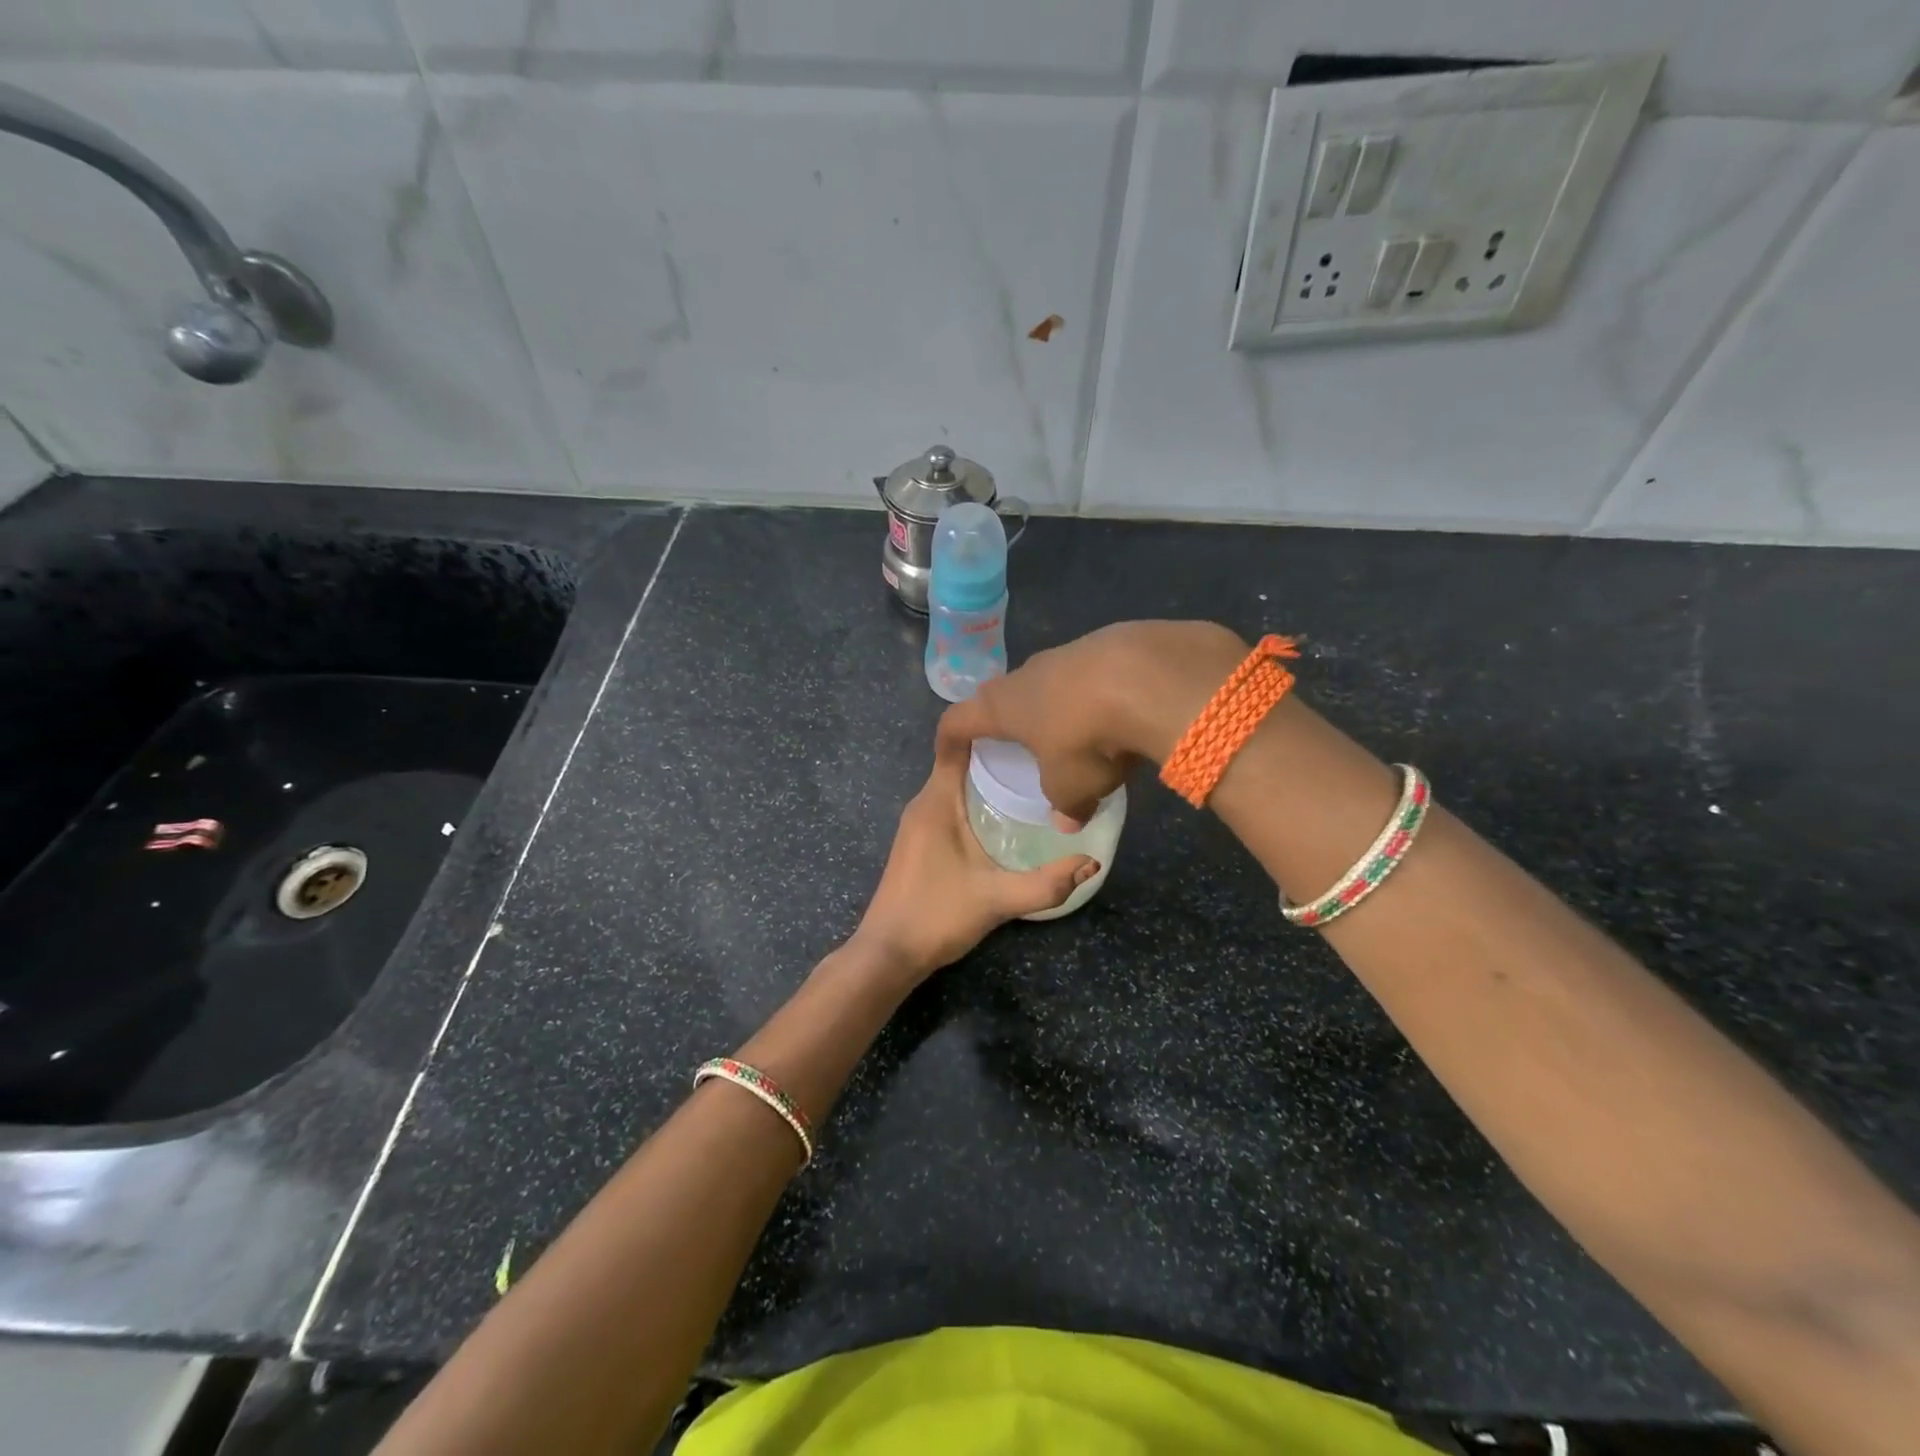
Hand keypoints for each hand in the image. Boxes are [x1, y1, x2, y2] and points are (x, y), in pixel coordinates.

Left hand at [850, 740, 1099, 986]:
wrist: (888, 954)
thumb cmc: (936, 916)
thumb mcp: (997, 899)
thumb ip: (1046, 883)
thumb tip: (1092, 862)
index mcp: (936, 801)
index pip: (954, 743)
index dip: (985, 723)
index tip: (1024, 716)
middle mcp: (923, 803)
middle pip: (960, 760)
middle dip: (998, 751)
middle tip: (1044, 749)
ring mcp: (918, 822)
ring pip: (956, 783)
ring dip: (988, 777)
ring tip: (1033, 776)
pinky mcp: (920, 840)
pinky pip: (951, 803)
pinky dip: (977, 798)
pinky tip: (1006, 814)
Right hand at [937, 621, 1246, 824]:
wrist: (1147, 675)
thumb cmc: (1086, 737)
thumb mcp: (1072, 786)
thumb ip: (1064, 805)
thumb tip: (1067, 822)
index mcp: (1003, 706)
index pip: (958, 719)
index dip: (949, 737)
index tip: (948, 751)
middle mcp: (1026, 674)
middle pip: (1002, 694)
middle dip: (1004, 716)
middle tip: (1013, 740)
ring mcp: (1066, 652)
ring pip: (1047, 680)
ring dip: (1052, 702)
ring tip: (1071, 728)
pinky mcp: (1106, 642)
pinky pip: (1088, 672)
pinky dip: (1093, 691)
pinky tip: (1116, 709)